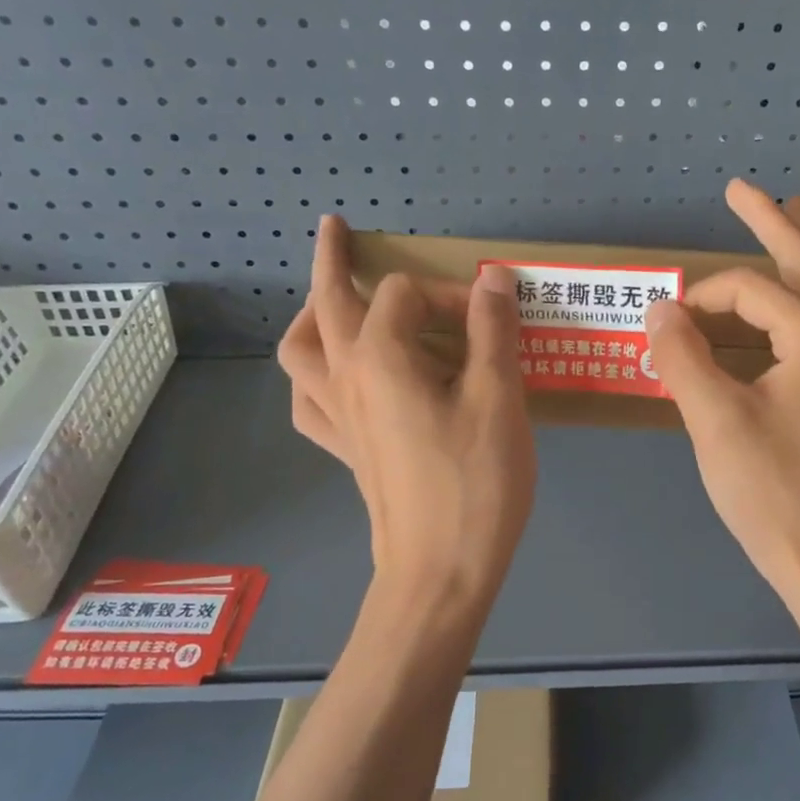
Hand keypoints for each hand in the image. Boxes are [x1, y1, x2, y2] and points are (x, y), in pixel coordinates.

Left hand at [277, 216, 536, 606]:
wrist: (440, 571)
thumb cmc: (475, 481)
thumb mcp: (498, 398)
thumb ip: (492, 331)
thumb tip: (492, 278)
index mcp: (381, 358)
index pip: (404, 295)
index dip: (448, 294)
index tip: (489, 318)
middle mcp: (345, 379)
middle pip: (326, 305)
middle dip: (332, 261)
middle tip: (335, 229)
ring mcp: (337, 418)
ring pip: (300, 353)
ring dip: (311, 318)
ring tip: (329, 304)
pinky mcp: (345, 451)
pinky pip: (309, 403)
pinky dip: (313, 379)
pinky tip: (335, 379)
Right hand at [645, 180, 799, 605]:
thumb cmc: (771, 491)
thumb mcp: (716, 421)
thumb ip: (683, 357)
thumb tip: (659, 309)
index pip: (752, 290)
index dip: (702, 295)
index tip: (665, 321)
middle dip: (775, 220)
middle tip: (742, 187)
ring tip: (788, 211)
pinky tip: (785, 294)